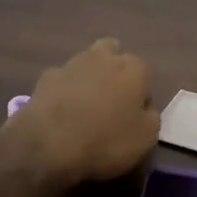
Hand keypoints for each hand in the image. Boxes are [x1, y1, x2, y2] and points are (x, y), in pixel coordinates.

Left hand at [13, 38, 158, 185]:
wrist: (49, 143)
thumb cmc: (106, 139)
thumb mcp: (146, 138)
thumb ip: (150, 116)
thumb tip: (143, 107)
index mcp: (133, 68)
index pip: (144, 73)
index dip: (141, 94)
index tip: (134, 115)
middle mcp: (104, 57)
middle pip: (113, 53)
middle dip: (114, 69)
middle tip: (111, 98)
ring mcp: (72, 64)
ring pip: (86, 63)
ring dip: (88, 78)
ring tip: (84, 107)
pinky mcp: (46, 76)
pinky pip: (62, 80)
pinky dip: (64, 90)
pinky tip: (61, 112)